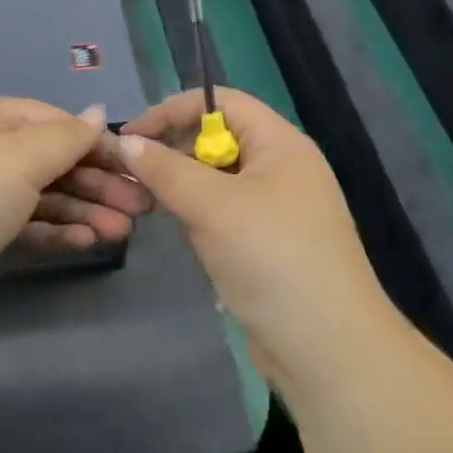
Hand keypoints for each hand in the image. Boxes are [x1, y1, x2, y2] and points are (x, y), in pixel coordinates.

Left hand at [0, 97, 151, 333]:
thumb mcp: (19, 157)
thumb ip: (65, 137)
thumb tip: (98, 110)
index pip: (53, 121)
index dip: (96, 142)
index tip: (137, 166)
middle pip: (50, 159)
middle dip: (96, 181)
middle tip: (142, 208)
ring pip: (40, 195)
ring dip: (83, 209)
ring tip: (124, 231)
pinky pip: (23, 224)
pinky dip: (55, 230)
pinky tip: (88, 242)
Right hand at [119, 89, 397, 391]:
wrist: (328, 350)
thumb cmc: (271, 258)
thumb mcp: (212, 206)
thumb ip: (166, 170)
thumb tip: (125, 141)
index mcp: (281, 144)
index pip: (222, 102)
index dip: (174, 110)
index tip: (131, 135)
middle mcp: (283, 168)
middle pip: (219, 139)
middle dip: (175, 151)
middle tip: (133, 175)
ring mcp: (279, 209)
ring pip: (220, 180)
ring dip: (185, 187)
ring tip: (151, 205)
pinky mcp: (271, 245)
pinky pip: (227, 214)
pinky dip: (201, 217)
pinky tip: (183, 235)